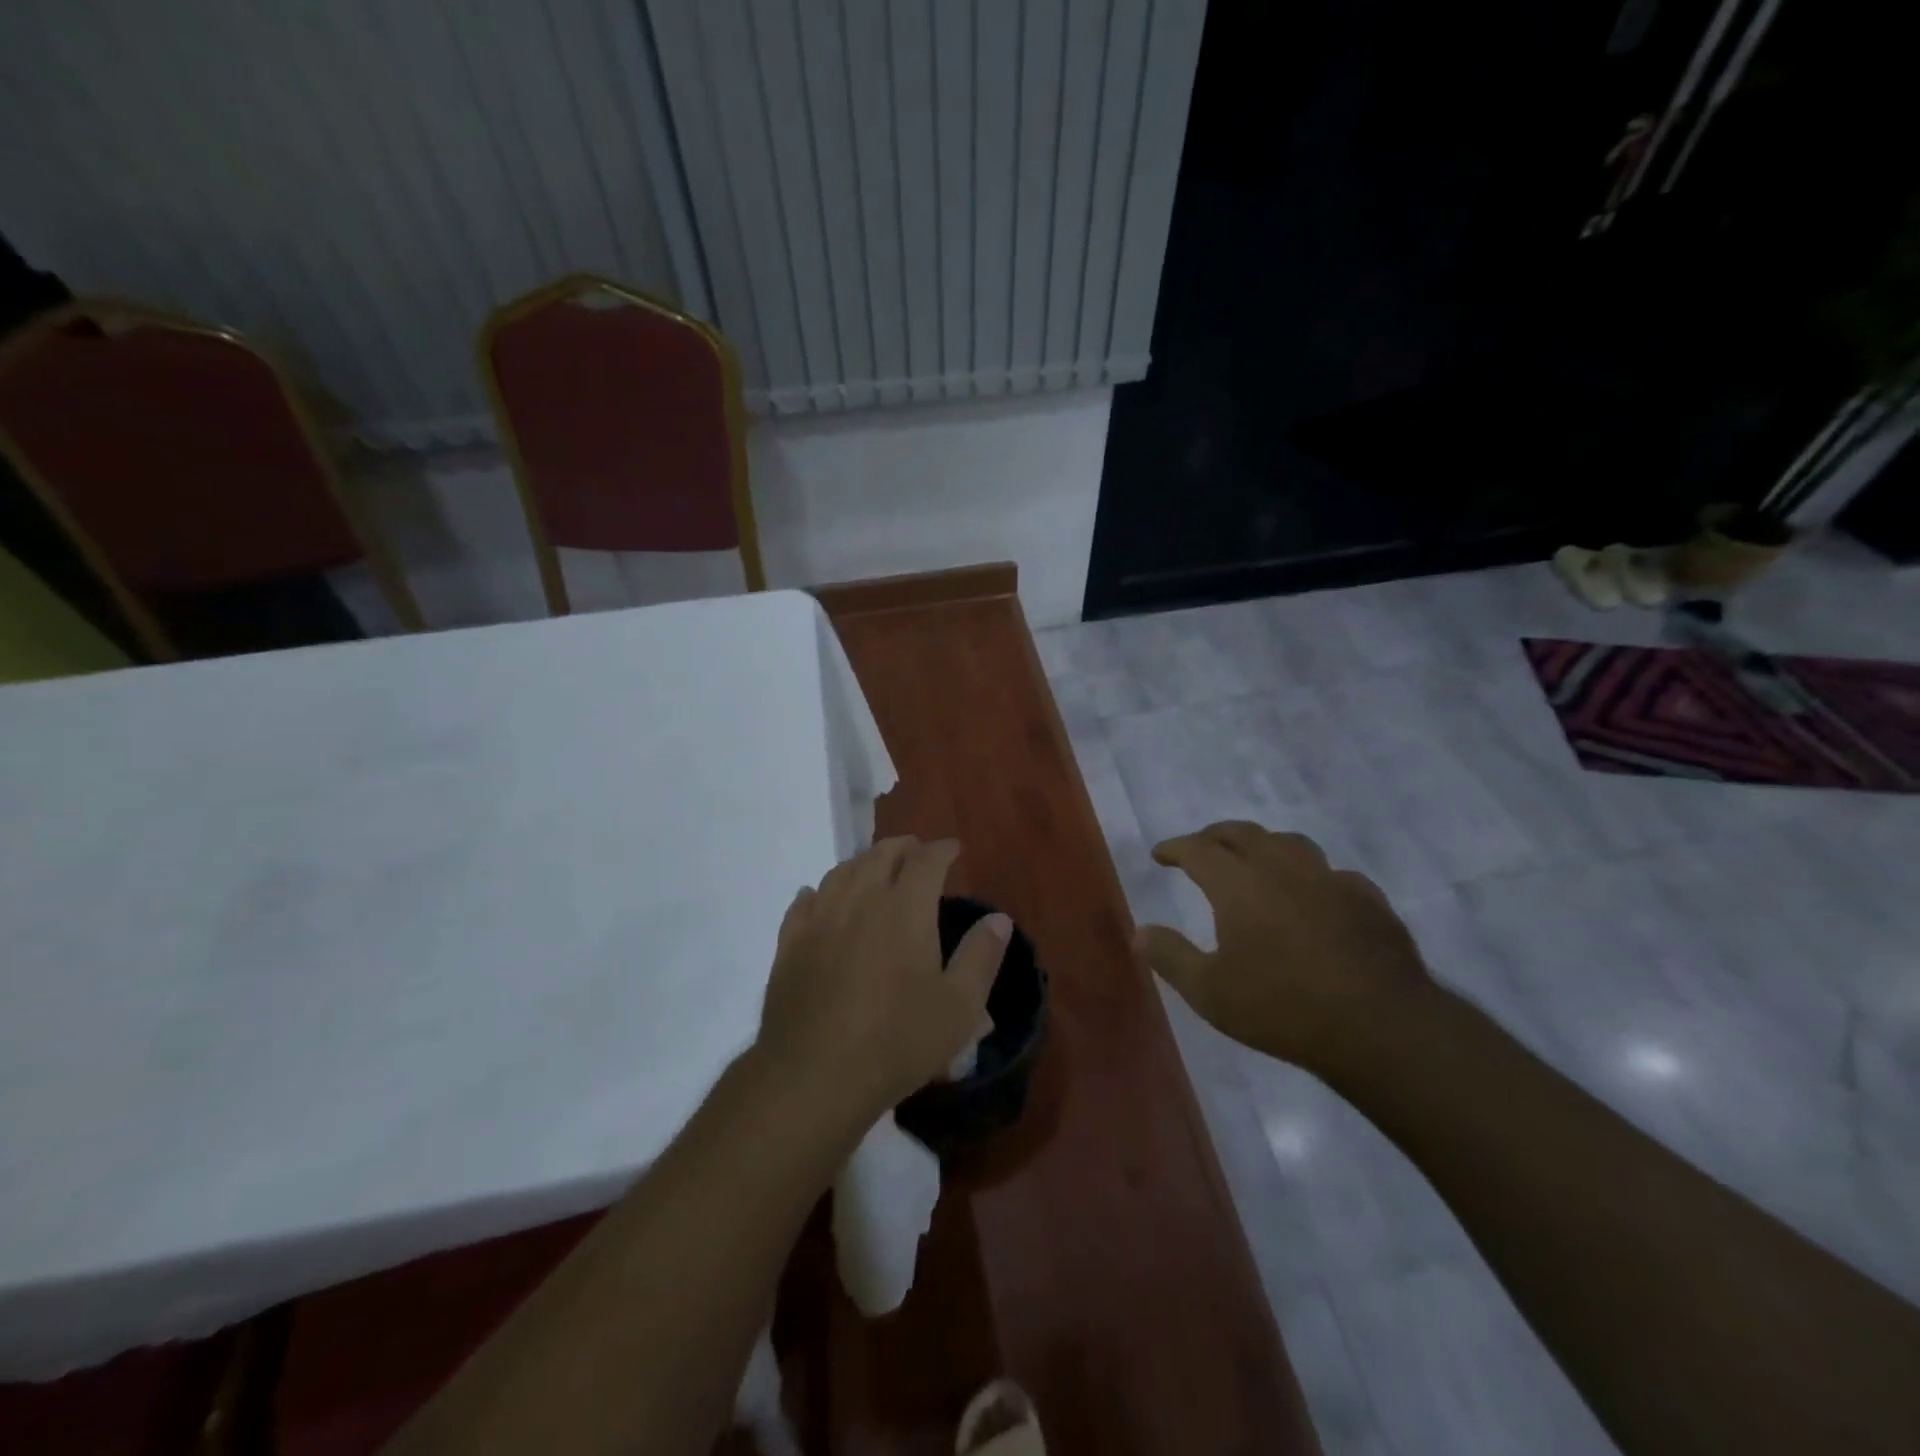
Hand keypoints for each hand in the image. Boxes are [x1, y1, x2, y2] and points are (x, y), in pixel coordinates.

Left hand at [758, 837, 1010, 1122]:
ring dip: (863, 862)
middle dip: (903, 847)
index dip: (942, 849)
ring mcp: (820, 918)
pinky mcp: (790, 943)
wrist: (814, 1075)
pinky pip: (804, 902)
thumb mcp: (959, 1006)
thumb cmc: (897, 1040)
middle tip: (916, 851)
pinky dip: (819, 891)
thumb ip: (981, 956)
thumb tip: (998, 918)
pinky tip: (819, 896)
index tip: (953, 848)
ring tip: (874, 868)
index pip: (926, 861)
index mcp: (905, 908)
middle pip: (880, 855)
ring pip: (842, 872)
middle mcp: (861, 899)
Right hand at [1135, 820, 1432, 1072]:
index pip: (1198, 849)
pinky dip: (1311, 875)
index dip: (1175, 848)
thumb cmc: (1282, 1008)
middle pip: (1242, 833)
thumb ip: (1171, 957)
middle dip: (1214, 836)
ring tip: (1255, 859)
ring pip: (1290, 842)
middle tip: (1201, 848)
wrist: (1379, 1026)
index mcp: (1239, 884)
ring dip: (1263, 844)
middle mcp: (1282, 868)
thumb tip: (1139, 931)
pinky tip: (1314, 894)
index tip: (1160, 854)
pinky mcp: (1367, 898)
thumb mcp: (1210, 992)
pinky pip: (1332, 872)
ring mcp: (1330, 879)